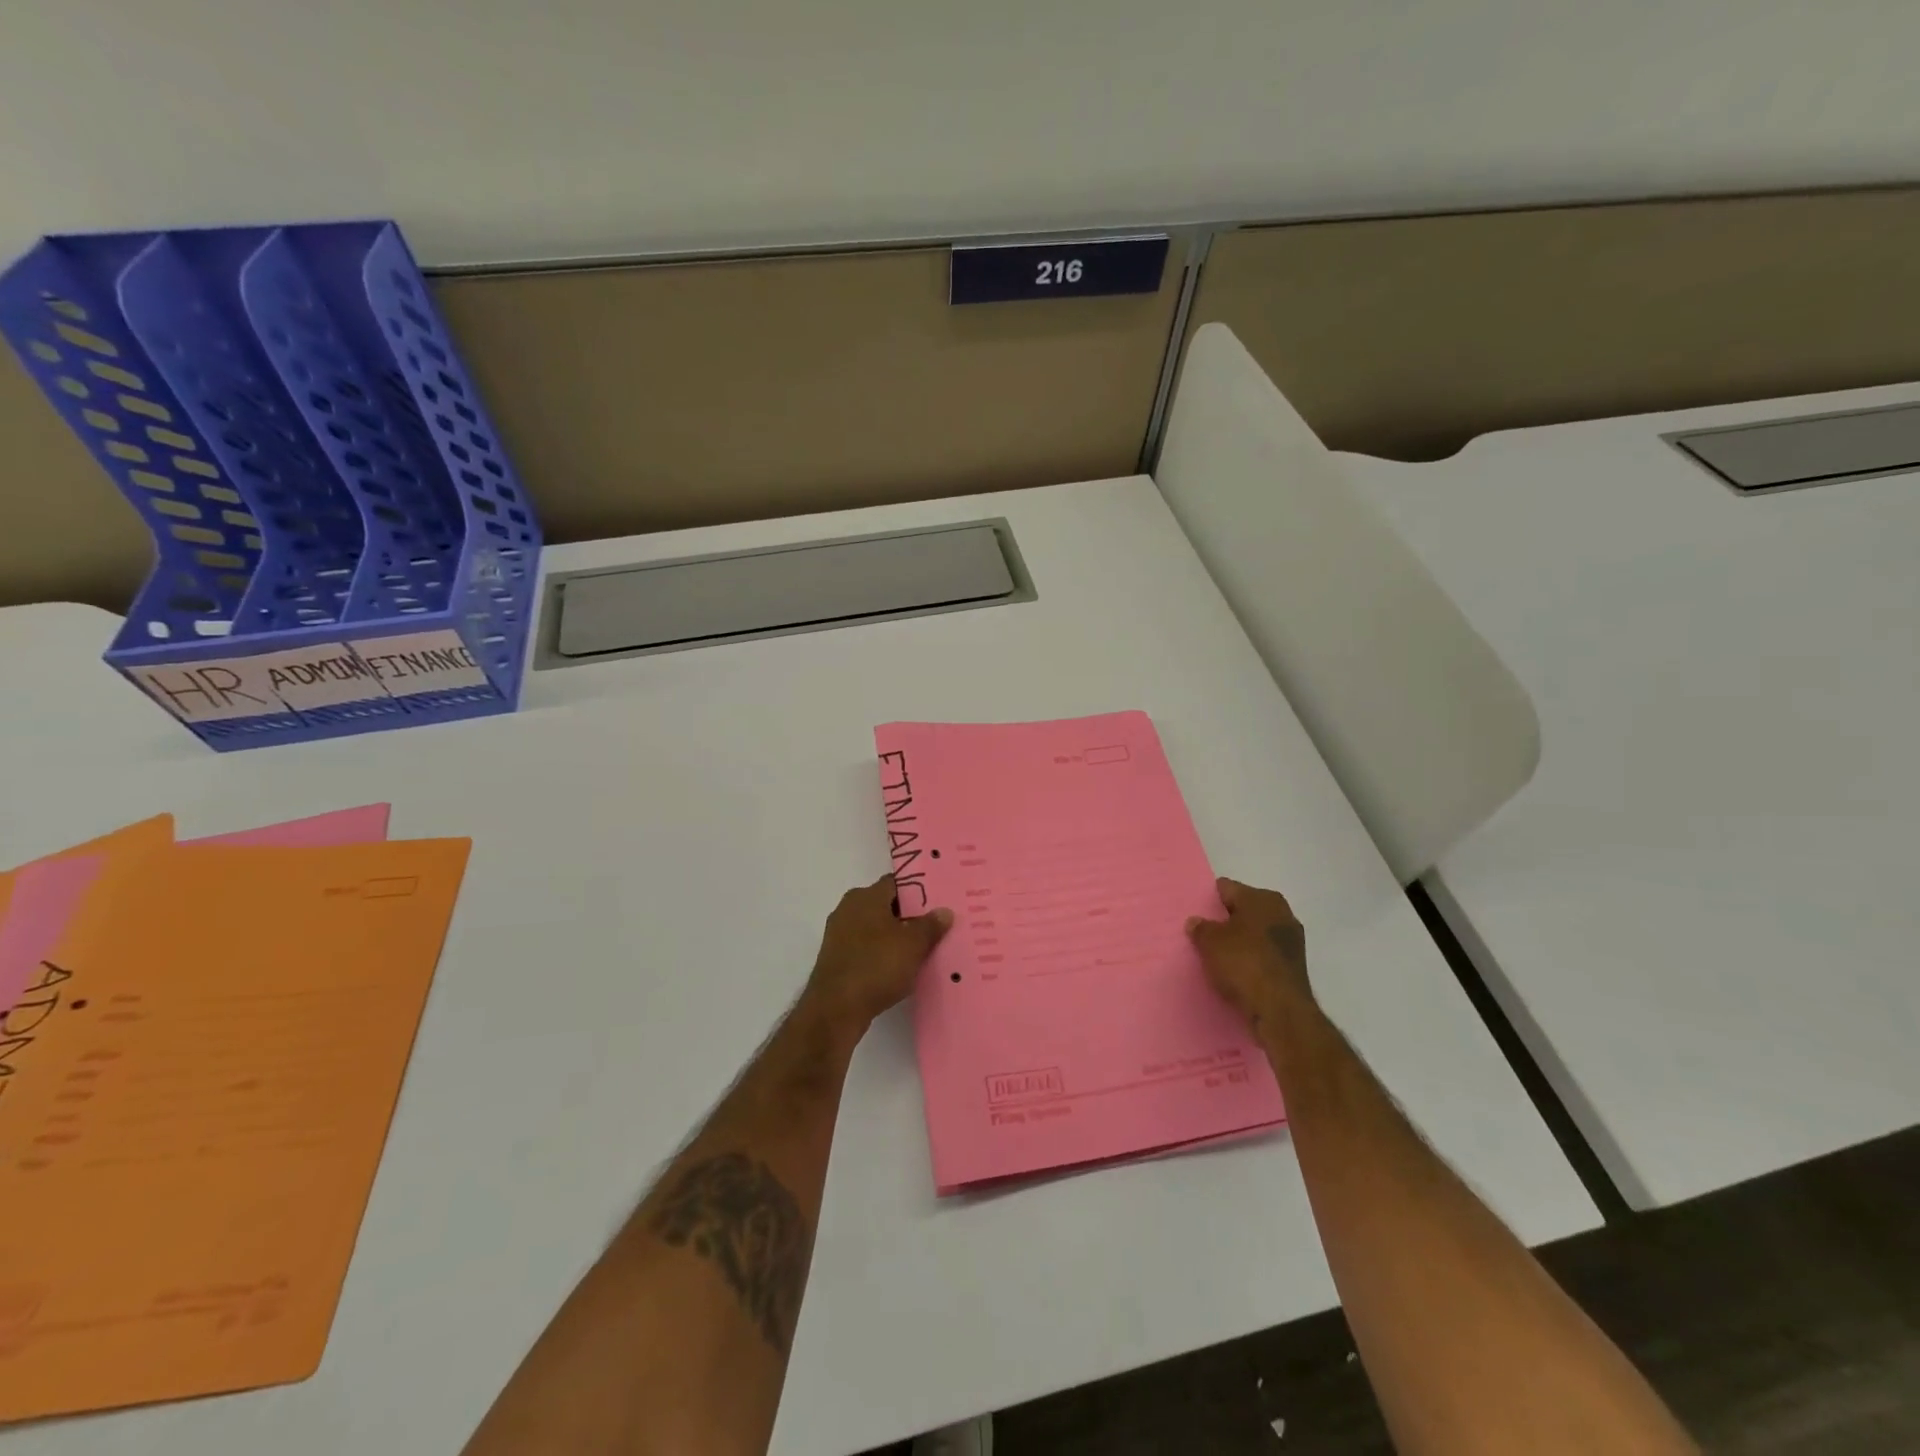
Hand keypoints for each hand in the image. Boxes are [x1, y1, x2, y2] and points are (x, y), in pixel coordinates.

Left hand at [803, 876, 952, 1032]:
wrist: (835, 1009)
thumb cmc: (876, 966)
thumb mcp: (913, 945)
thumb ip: (930, 925)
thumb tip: (944, 911)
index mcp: (865, 896)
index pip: (896, 883)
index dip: (919, 890)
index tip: (939, 902)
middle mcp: (848, 909)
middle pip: (886, 906)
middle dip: (910, 916)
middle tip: (936, 927)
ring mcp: (839, 935)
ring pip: (876, 929)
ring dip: (896, 938)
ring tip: (923, 950)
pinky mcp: (837, 959)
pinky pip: (866, 949)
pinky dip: (882, 955)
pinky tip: (900, 969)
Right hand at [1186, 877, 1313, 1031]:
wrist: (1280, 1010)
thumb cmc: (1244, 963)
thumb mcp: (1210, 942)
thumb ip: (1201, 928)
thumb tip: (1196, 922)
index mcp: (1262, 898)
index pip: (1227, 889)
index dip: (1209, 899)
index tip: (1194, 911)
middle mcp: (1281, 913)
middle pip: (1243, 910)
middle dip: (1225, 920)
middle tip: (1202, 933)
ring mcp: (1291, 940)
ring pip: (1255, 934)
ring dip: (1239, 942)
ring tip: (1216, 955)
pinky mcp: (1293, 966)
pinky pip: (1263, 955)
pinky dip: (1250, 960)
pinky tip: (1235, 972)